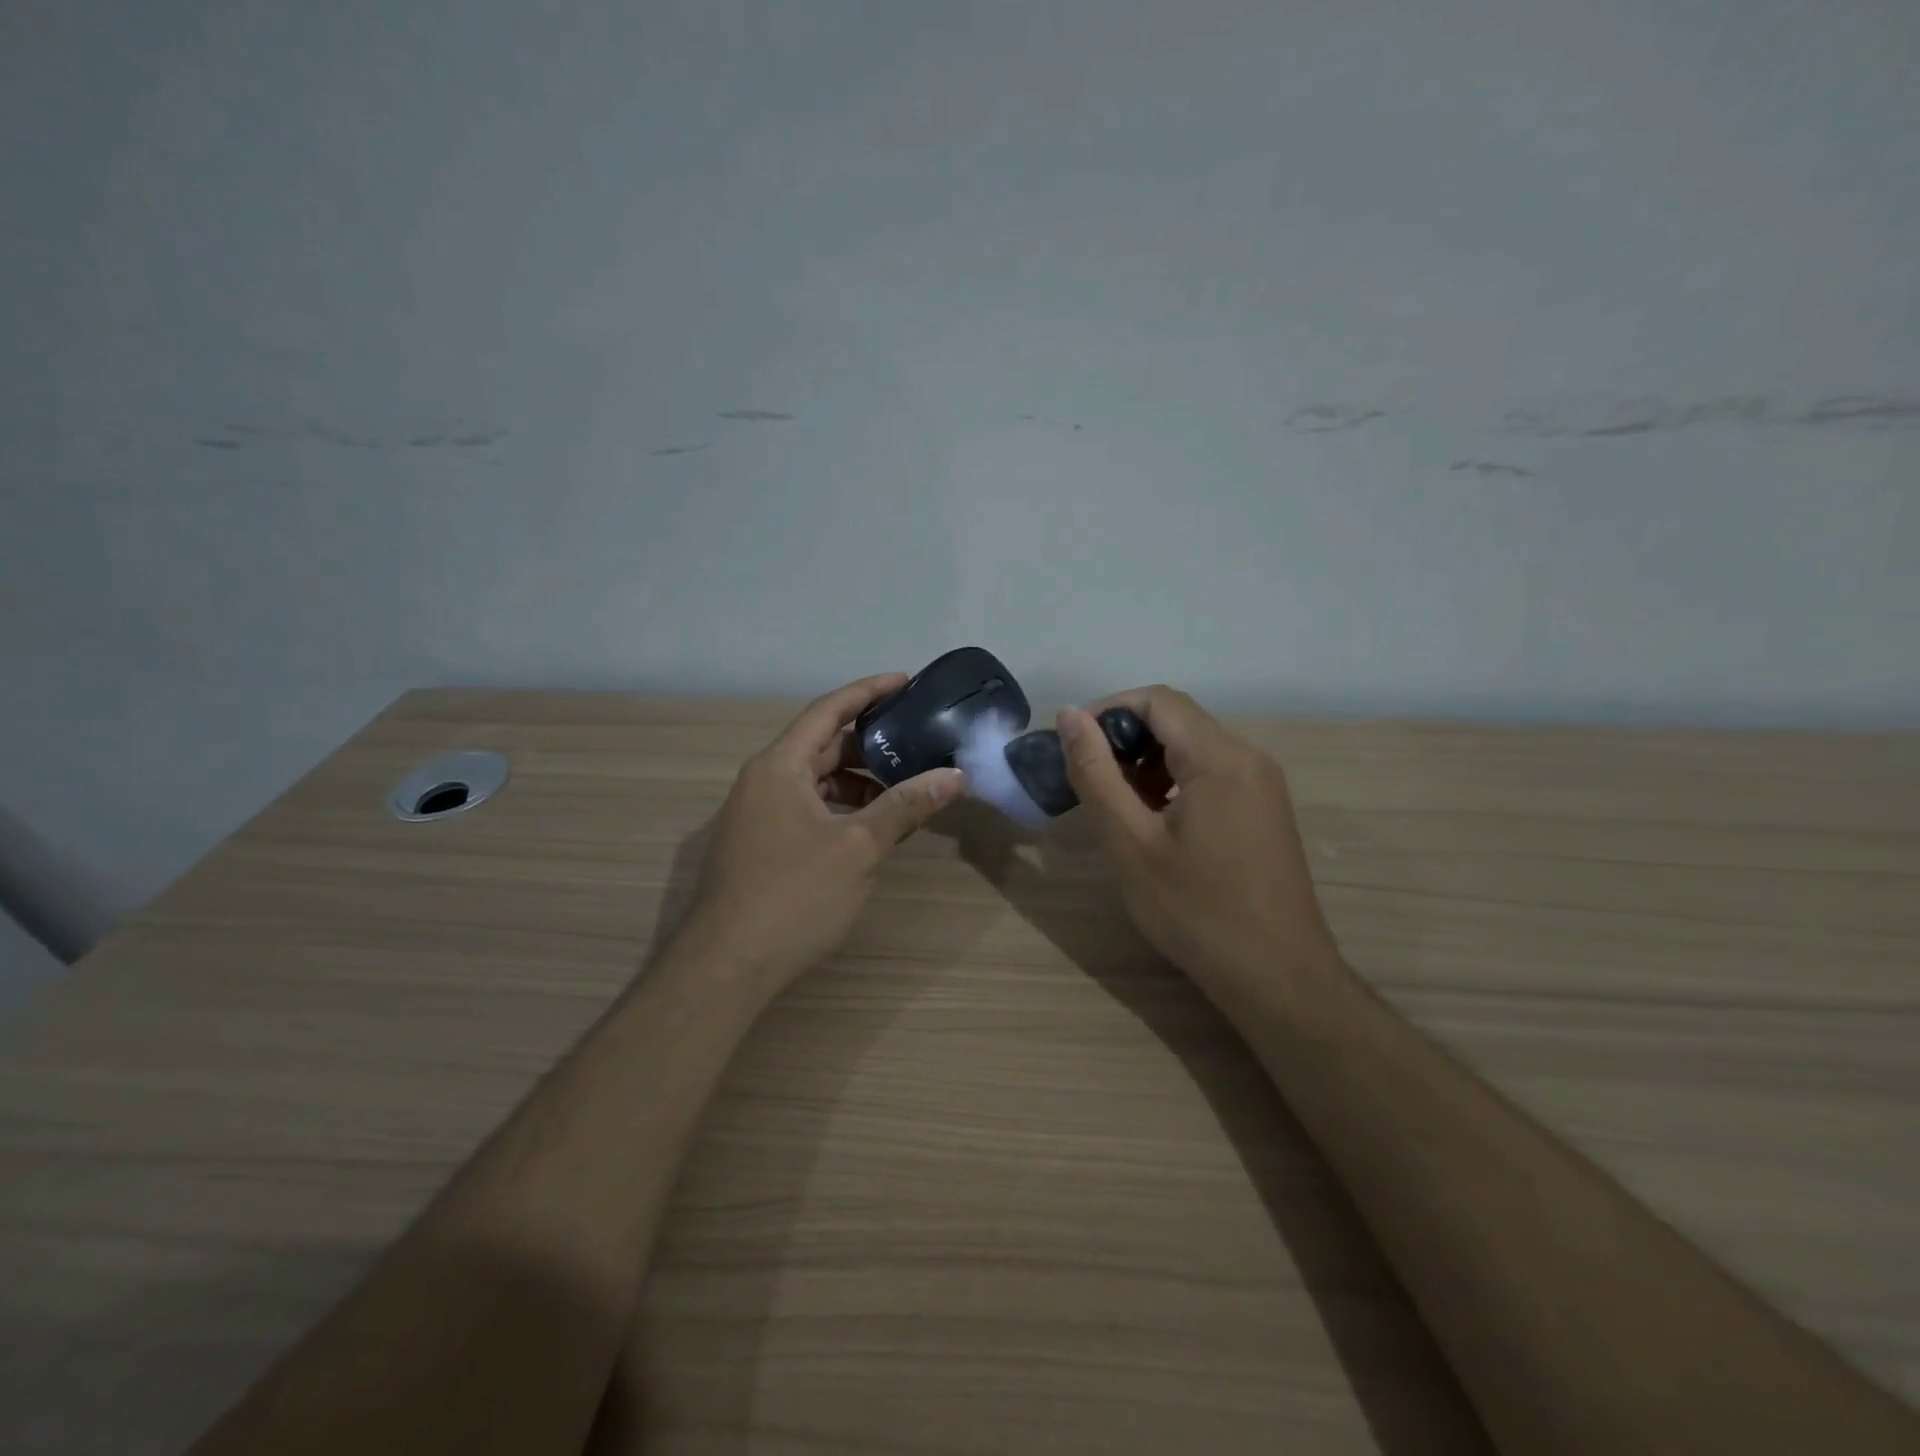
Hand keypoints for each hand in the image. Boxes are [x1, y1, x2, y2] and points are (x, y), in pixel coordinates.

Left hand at [680, 673, 965, 998]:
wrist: (727, 966)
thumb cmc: (794, 895)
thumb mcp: (859, 847)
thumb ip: (905, 806)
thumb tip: (954, 777)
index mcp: (779, 766)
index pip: (828, 711)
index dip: (868, 691)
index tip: (906, 680)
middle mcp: (763, 781)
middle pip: (822, 745)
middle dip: (869, 742)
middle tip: (917, 740)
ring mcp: (757, 814)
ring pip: (815, 780)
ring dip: (857, 780)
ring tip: (903, 789)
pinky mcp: (760, 844)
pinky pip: (807, 807)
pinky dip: (840, 808)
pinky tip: (870, 828)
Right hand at [1057, 687, 1338, 993]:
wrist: (1278, 979)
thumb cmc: (1197, 911)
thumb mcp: (1131, 843)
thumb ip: (1095, 774)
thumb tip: (1069, 716)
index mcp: (1220, 757)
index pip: (1157, 700)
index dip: (1107, 711)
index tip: (1071, 746)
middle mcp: (1248, 758)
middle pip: (1177, 720)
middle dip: (1124, 740)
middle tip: (1086, 780)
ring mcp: (1262, 785)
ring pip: (1193, 748)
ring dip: (1146, 763)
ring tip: (1114, 806)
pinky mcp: (1264, 810)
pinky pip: (1211, 775)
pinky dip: (1172, 783)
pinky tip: (1152, 823)